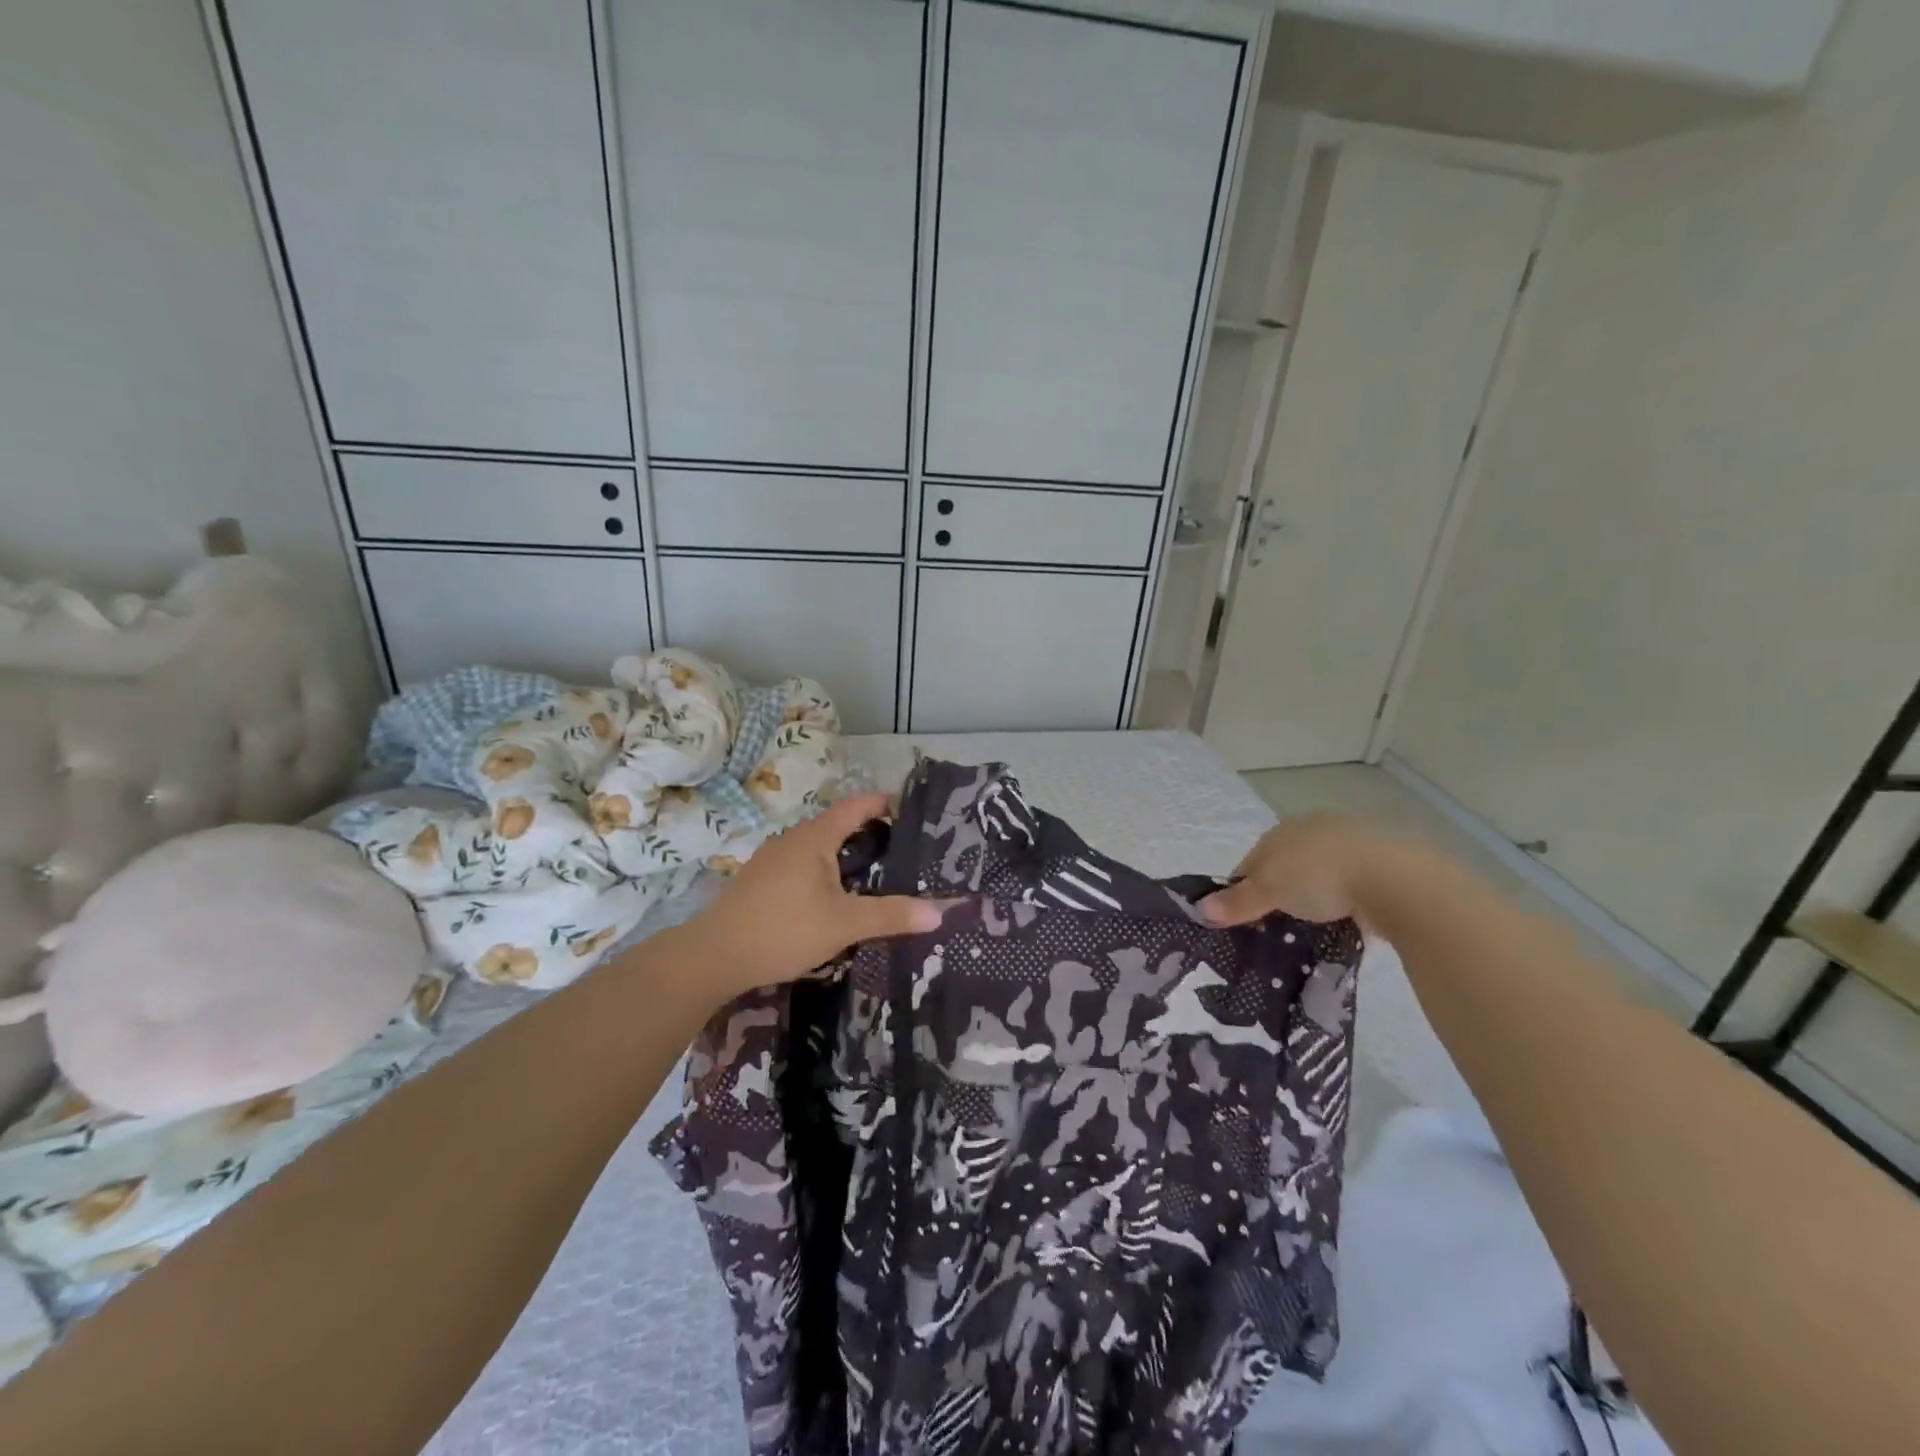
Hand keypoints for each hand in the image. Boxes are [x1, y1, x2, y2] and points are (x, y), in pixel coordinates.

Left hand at [686, 792, 942, 996]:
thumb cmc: (783, 930)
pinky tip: (833, 896)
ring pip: (818, 847)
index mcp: (814, 837)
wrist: (714, 956)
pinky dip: (825, 870)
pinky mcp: (760, 881)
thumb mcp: (844, 924)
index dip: (883, 803)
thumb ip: (891, 915)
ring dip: (845, 854)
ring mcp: (772, 859)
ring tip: (874, 872)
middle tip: (902, 848)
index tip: (911, 809)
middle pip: (837, 825)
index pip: (856, 806)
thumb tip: (940, 911)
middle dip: (869, 832)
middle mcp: (792, 839)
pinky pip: (802, 864)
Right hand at [1198, 811, 1392, 926]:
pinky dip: (1346, 900)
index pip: (1251, 861)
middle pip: (1285, 864)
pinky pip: (1352, 884)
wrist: (1396, 877)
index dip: (1243, 889)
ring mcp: (1350, 842)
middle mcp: (1313, 828)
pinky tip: (1347, 919)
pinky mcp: (1383, 862)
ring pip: (1320, 872)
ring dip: (1315, 896)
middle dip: (1279, 891)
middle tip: (1277, 925)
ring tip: (1314, 926)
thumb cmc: (1319, 876)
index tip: (1243, 918)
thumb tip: (1199, 909)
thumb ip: (1237, 901)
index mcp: (1282, 830)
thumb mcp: (1269, 891)